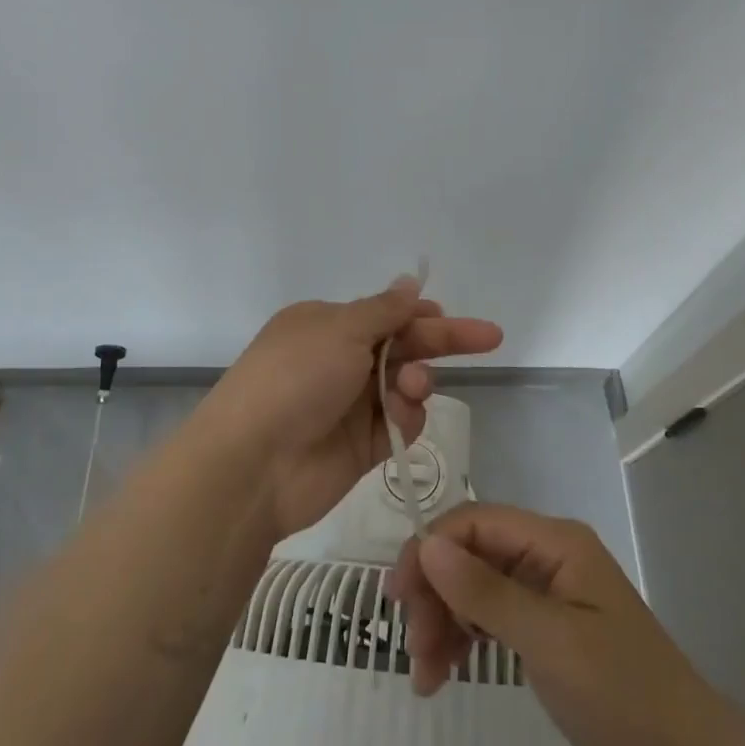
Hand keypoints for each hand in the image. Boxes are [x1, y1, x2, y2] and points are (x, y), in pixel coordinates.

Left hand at [205, 277, 503, 538]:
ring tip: (412, 386)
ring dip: (417, 380)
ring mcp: (351, 405)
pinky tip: (401, 416)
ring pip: (406, 384)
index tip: (448, 315)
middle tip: (489, 338)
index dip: (420, 314)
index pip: (385, 314)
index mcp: (327, 325)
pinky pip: (401, 423)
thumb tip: (410, 281)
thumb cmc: (295, 379)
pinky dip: (407, 417)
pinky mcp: (363, 445)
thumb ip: (384, 310)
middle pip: (402, 346)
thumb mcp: (340, 330)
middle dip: (441, 341)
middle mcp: (339, 361)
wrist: (254, 464)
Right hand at [389, 503, 719, 745]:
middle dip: (436, 594)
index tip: (399, 595)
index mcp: (554, 541)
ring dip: (444, 622)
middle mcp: (546, 554)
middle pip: (471, 554)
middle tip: (414, 649)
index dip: (432, 548)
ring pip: (474, 587)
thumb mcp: (549, 641)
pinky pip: (490, 617)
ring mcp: (545, 590)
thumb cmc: (620, 690)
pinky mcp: (544, 624)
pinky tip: (444, 673)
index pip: (476, 522)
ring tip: (425, 676)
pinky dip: (464, 639)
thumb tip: (427, 545)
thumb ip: (485, 592)